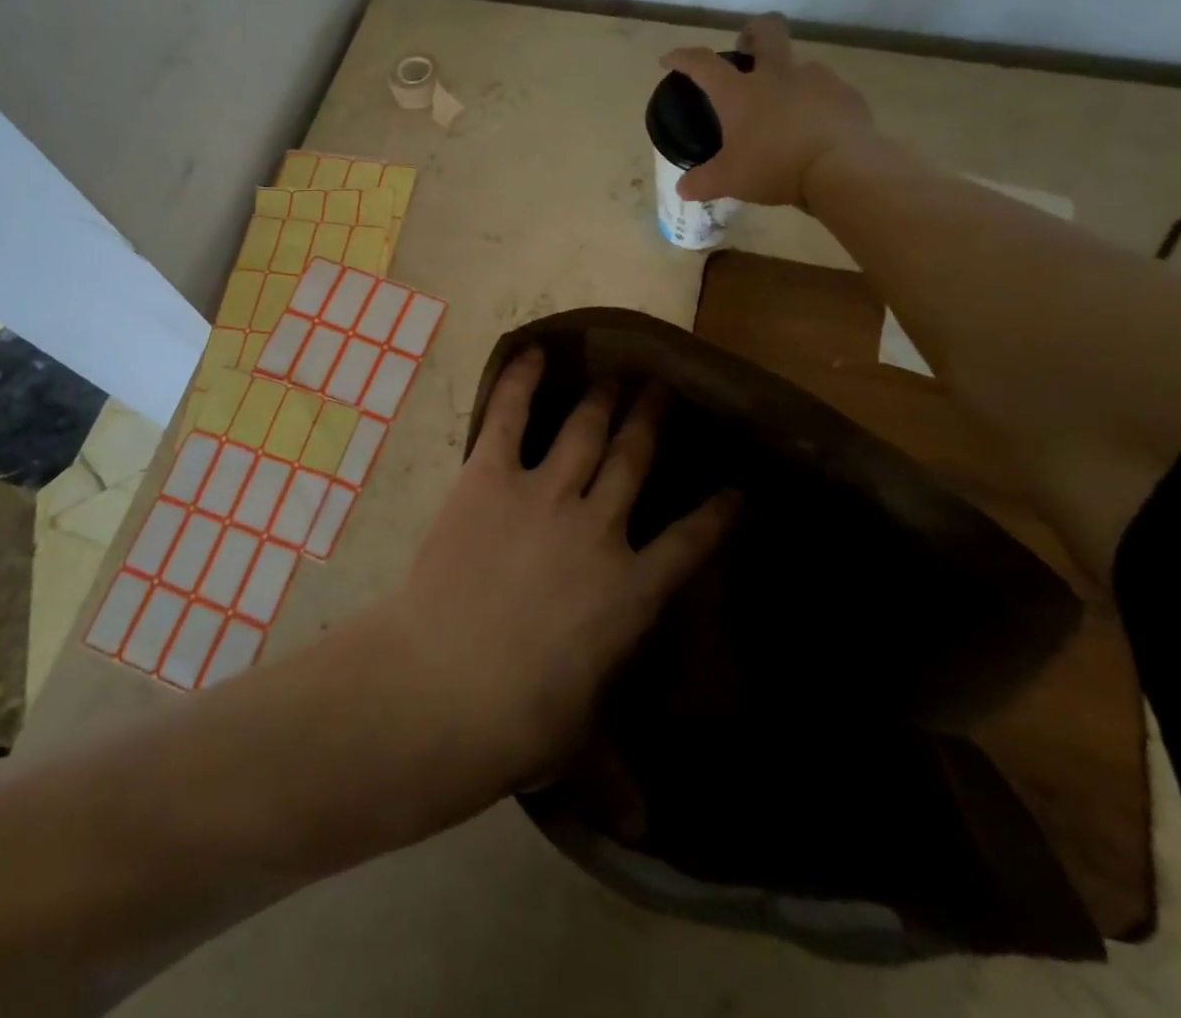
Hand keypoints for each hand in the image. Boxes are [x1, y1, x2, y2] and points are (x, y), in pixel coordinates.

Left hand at [374, 347, 737, 803]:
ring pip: (586, 431)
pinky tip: (533, 350)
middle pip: (635, 460)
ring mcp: (544, 494)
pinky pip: (508, 417)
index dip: (718, 512)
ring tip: (619, 369)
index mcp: (631, 592)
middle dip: (653, 421)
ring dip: (605, 398)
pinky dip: (520, 381)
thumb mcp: (574, 747)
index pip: (692, 543)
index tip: (737, 487)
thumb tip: (647, 831)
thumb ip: (612, 773)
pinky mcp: (489, 477)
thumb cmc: (517, 724)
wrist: (443, 685)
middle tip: (663, 388)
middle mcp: (599, 528)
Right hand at [660, 14, 876, 208]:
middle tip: (746, 44)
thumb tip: (682, 188)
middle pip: (767, 31)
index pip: (703, 63)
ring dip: (789, 77)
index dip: (682, 57)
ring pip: (800, 64)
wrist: (841, 169)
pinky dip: (817, 104)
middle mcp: (777, 75)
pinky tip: (815, 128)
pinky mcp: (846, 96)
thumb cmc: (774, 167)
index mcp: (740, 92)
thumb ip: (702, 182)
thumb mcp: (729, 180)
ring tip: (785, 108)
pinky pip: (827, 93)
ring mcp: (817, 80)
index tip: (669, 58)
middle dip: (753, 30)